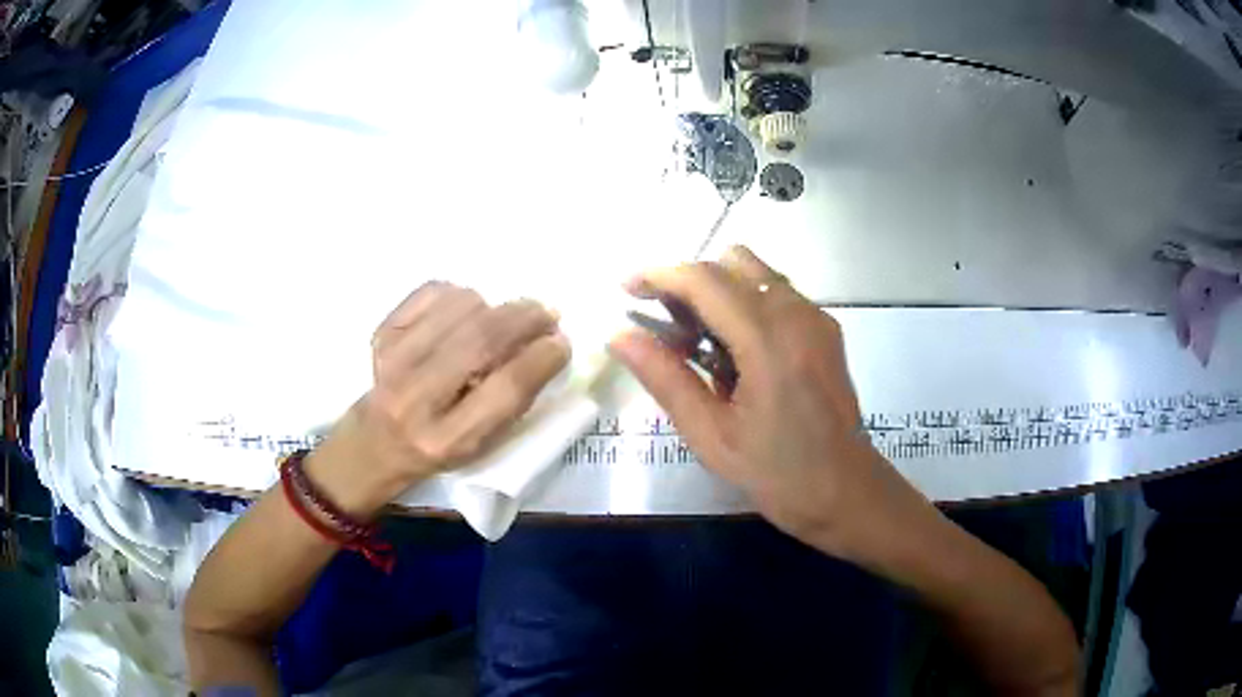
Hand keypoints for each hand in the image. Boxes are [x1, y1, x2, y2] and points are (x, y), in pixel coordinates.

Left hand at [307, 282, 570, 516]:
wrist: (375, 441)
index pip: (505, 389)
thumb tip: (550, 344)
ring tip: (499, 322)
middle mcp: (416, 398)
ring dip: (493, 308)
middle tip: (546, 314)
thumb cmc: (439, 448)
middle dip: (525, 319)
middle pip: (482, 340)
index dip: (541, 359)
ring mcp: (393, 359)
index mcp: (448, 439)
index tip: (561, 342)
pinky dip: (461, 296)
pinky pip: (435, 290)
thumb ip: (515, 402)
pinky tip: (465, 315)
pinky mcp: (382, 331)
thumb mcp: (482, 445)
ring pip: (461, 307)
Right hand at [609, 246, 933, 558]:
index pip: (705, 280)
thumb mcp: (711, 436)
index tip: (626, 289)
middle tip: (668, 330)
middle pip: (731, 262)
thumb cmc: (778, 474)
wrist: (846, 492)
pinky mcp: (825, 328)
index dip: (659, 275)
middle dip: (689, 282)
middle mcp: (798, 315)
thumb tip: (619, 336)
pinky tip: (735, 352)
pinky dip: (743, 302)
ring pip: (755, 272)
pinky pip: (775, 292)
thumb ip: (665, 379)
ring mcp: (817, 318)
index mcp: (770, 343)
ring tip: (699, 344)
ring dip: (717, 290)